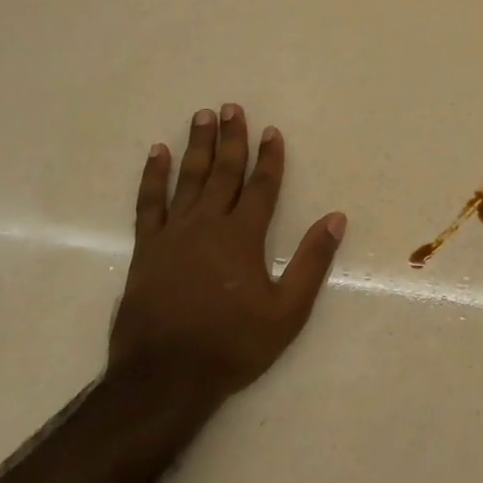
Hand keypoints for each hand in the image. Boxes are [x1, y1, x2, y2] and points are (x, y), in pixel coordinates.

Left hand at [109, 105, 345, 416]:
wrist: (166, 375)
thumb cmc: (233, 344)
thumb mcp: (287, 310)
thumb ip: (311, 261)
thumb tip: (335, 219)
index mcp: (243, 237)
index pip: (261, 186)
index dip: (269, 158)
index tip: (272, 131)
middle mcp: (207, 225)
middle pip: (223, 172)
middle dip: (232, 139)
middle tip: (232, 107)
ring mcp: (173, 234)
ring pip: (188, 179)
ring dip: (197, 147)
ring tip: (202, 117)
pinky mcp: (146, 248)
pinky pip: (149, 203)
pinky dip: (153, 176)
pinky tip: (157, 155)